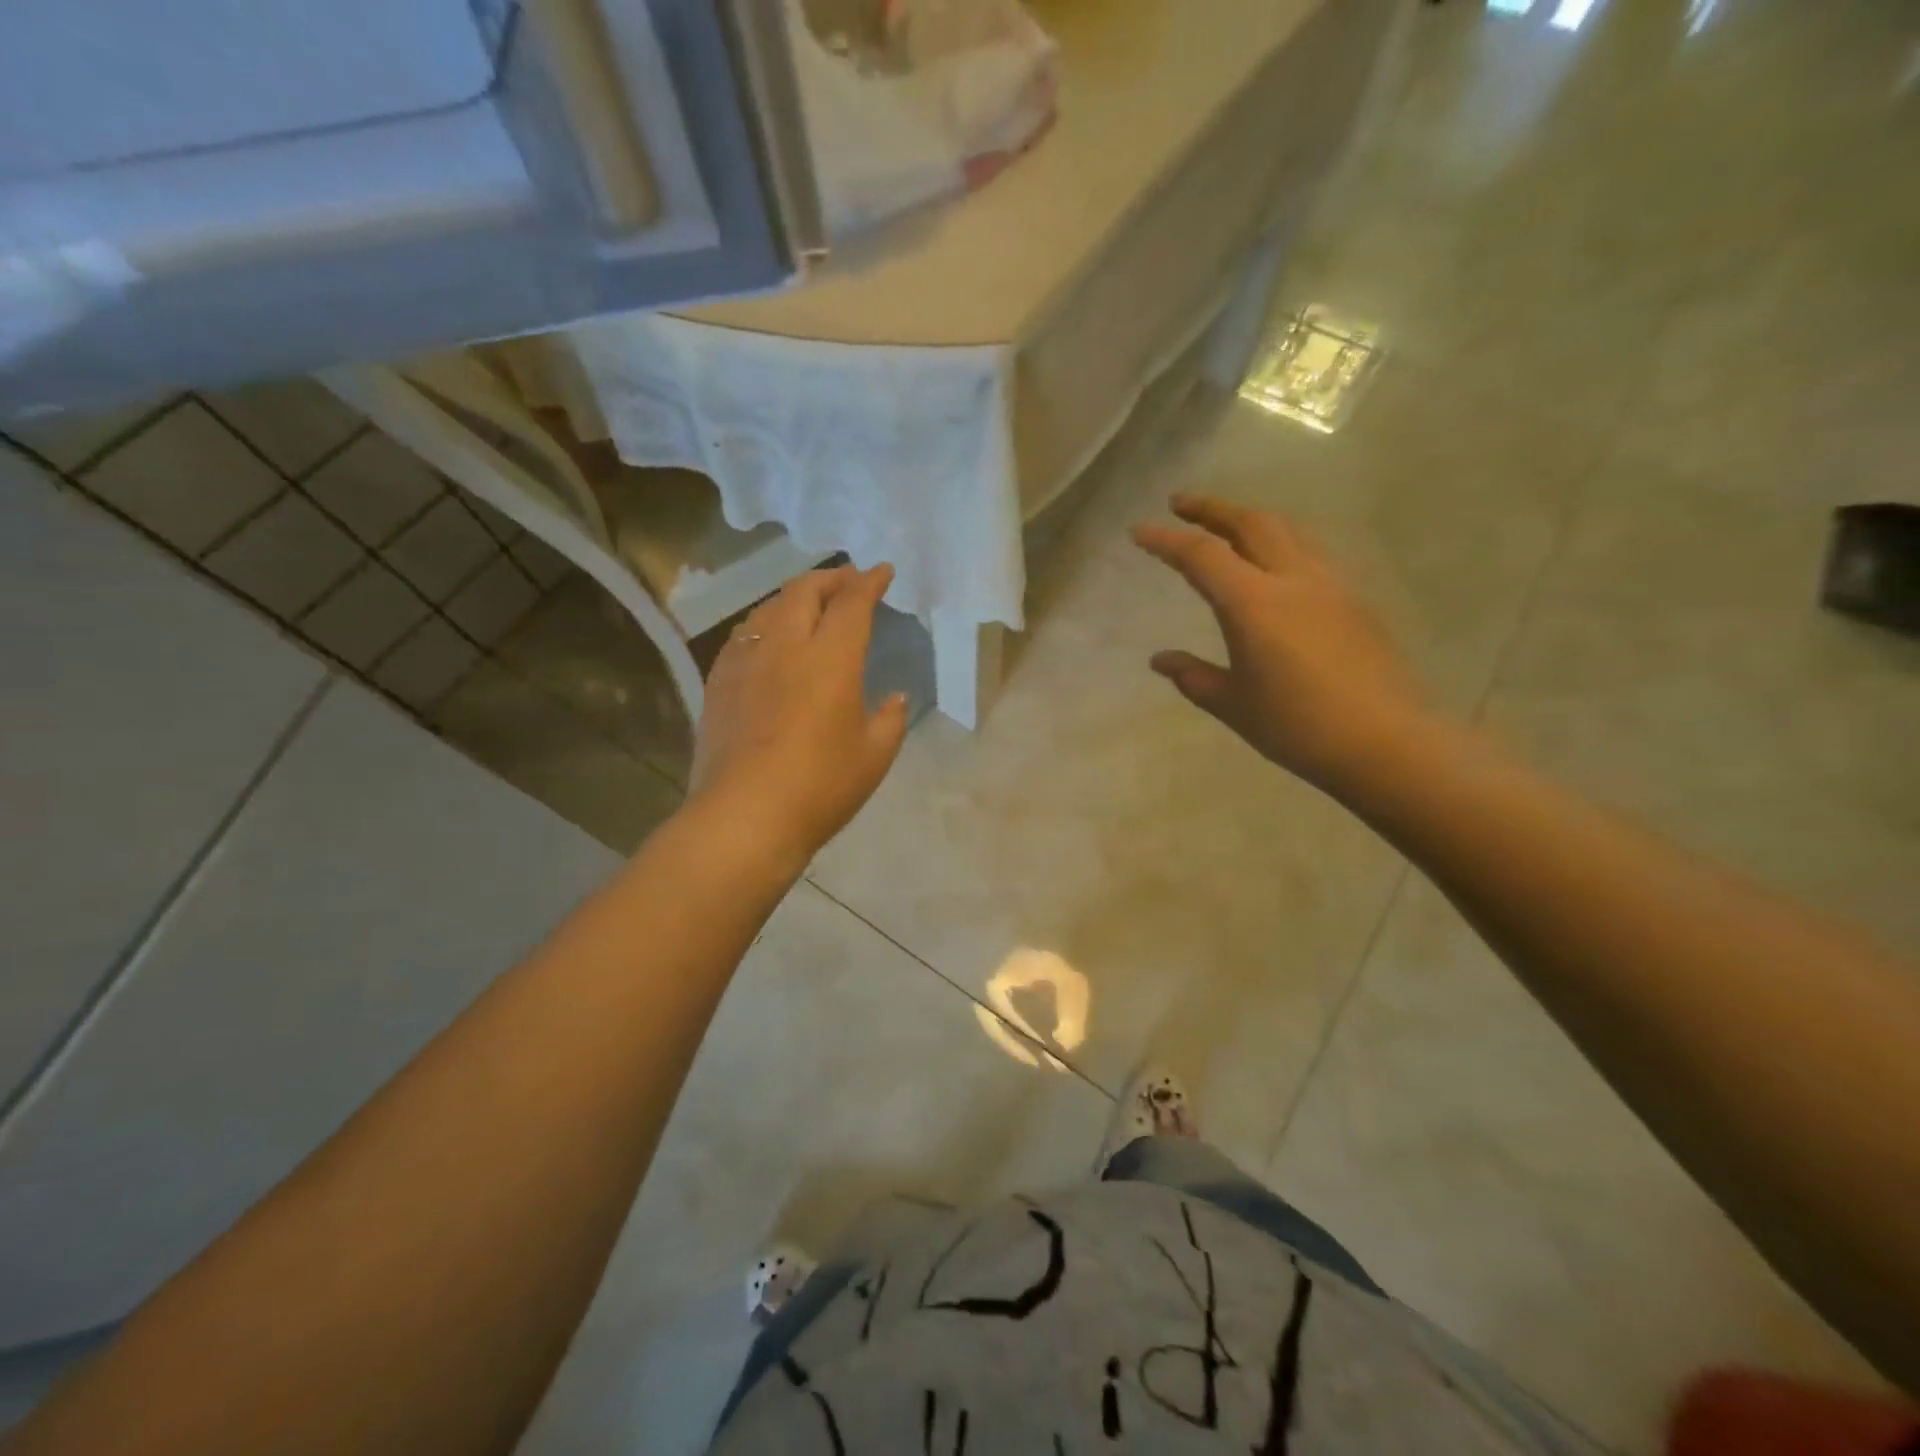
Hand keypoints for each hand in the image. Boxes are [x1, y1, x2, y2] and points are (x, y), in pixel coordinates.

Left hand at [688, 564, 909, 865]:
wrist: (745, 816)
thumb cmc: (821, 786)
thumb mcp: (874, 755)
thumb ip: (890, 719)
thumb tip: (894, 697)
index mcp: (831, 657)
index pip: (852, 603)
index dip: (869, 582)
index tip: (882, 572)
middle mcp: (786, 645)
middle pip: (805, 591)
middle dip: (831, 578)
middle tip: (848, 581)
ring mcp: (746, 660)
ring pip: (769, 608)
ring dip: (795, 596)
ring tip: (810, 604)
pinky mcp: (719, 682)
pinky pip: (744, 635)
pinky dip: (765, 624)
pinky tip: (769, 639)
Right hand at [1133, 495, 1429, 794]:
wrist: (1386, 742)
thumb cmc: (1298, 726)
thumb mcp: (1234, 705)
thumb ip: (1193, 676)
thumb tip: (1160, 660)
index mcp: (1255, 603)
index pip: (1202, 556)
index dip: (1166, 541)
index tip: (1139, 531)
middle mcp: (1294, 579)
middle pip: (1251, 523)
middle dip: (1212, 509)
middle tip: (1181, 504)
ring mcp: (1330, 585)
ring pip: (1287, 530)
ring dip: (1249, 519)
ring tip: (1226, 525)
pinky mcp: (1354, 600)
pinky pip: (1310, 552)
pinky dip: (1280, 541)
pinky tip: (1274, 562)